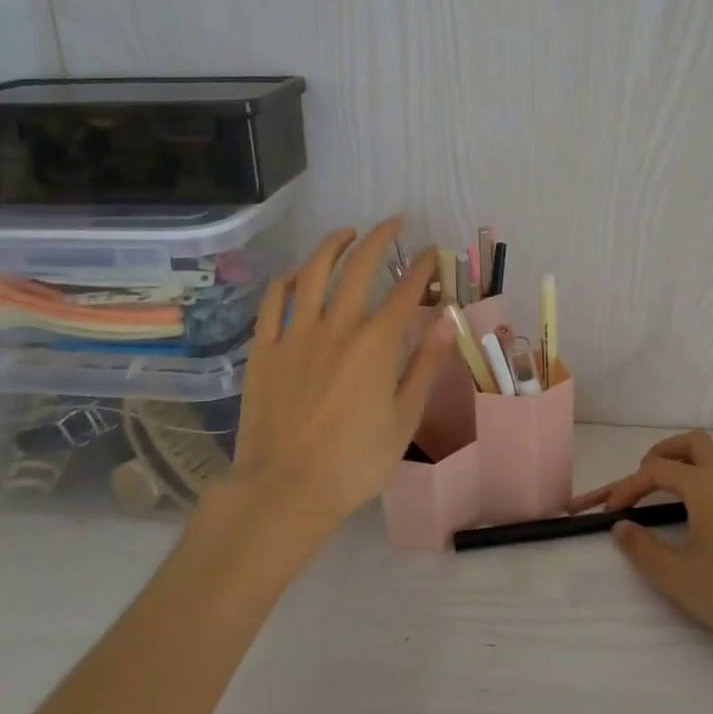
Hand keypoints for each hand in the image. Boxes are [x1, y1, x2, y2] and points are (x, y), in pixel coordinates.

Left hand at [223, 219, 453, 540]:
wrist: (285, 489)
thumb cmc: (355, 461)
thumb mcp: (404, 418)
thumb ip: (425, 365)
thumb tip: (448, 321)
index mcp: (375, 345)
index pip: (404, 292)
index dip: (421, 267)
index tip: (431, 252)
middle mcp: (336, 327)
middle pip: (359, 268)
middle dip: (380, 239)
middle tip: (394, 224)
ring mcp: (295, 335)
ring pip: (313, 273)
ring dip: (333, 245)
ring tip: (347, 232)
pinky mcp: (265, 350)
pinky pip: (274, 301)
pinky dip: (289, 279)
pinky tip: (299, 272)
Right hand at [569, 428, 712, 671]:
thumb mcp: (677, 577)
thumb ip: (643, 548)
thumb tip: (621, 527)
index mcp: (705, 485)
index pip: (658, 470)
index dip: (630, 485)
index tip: (612, 509)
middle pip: (694, 442)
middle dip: (665, 451)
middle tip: (645, 475)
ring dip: (696, 455)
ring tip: (678, 479)